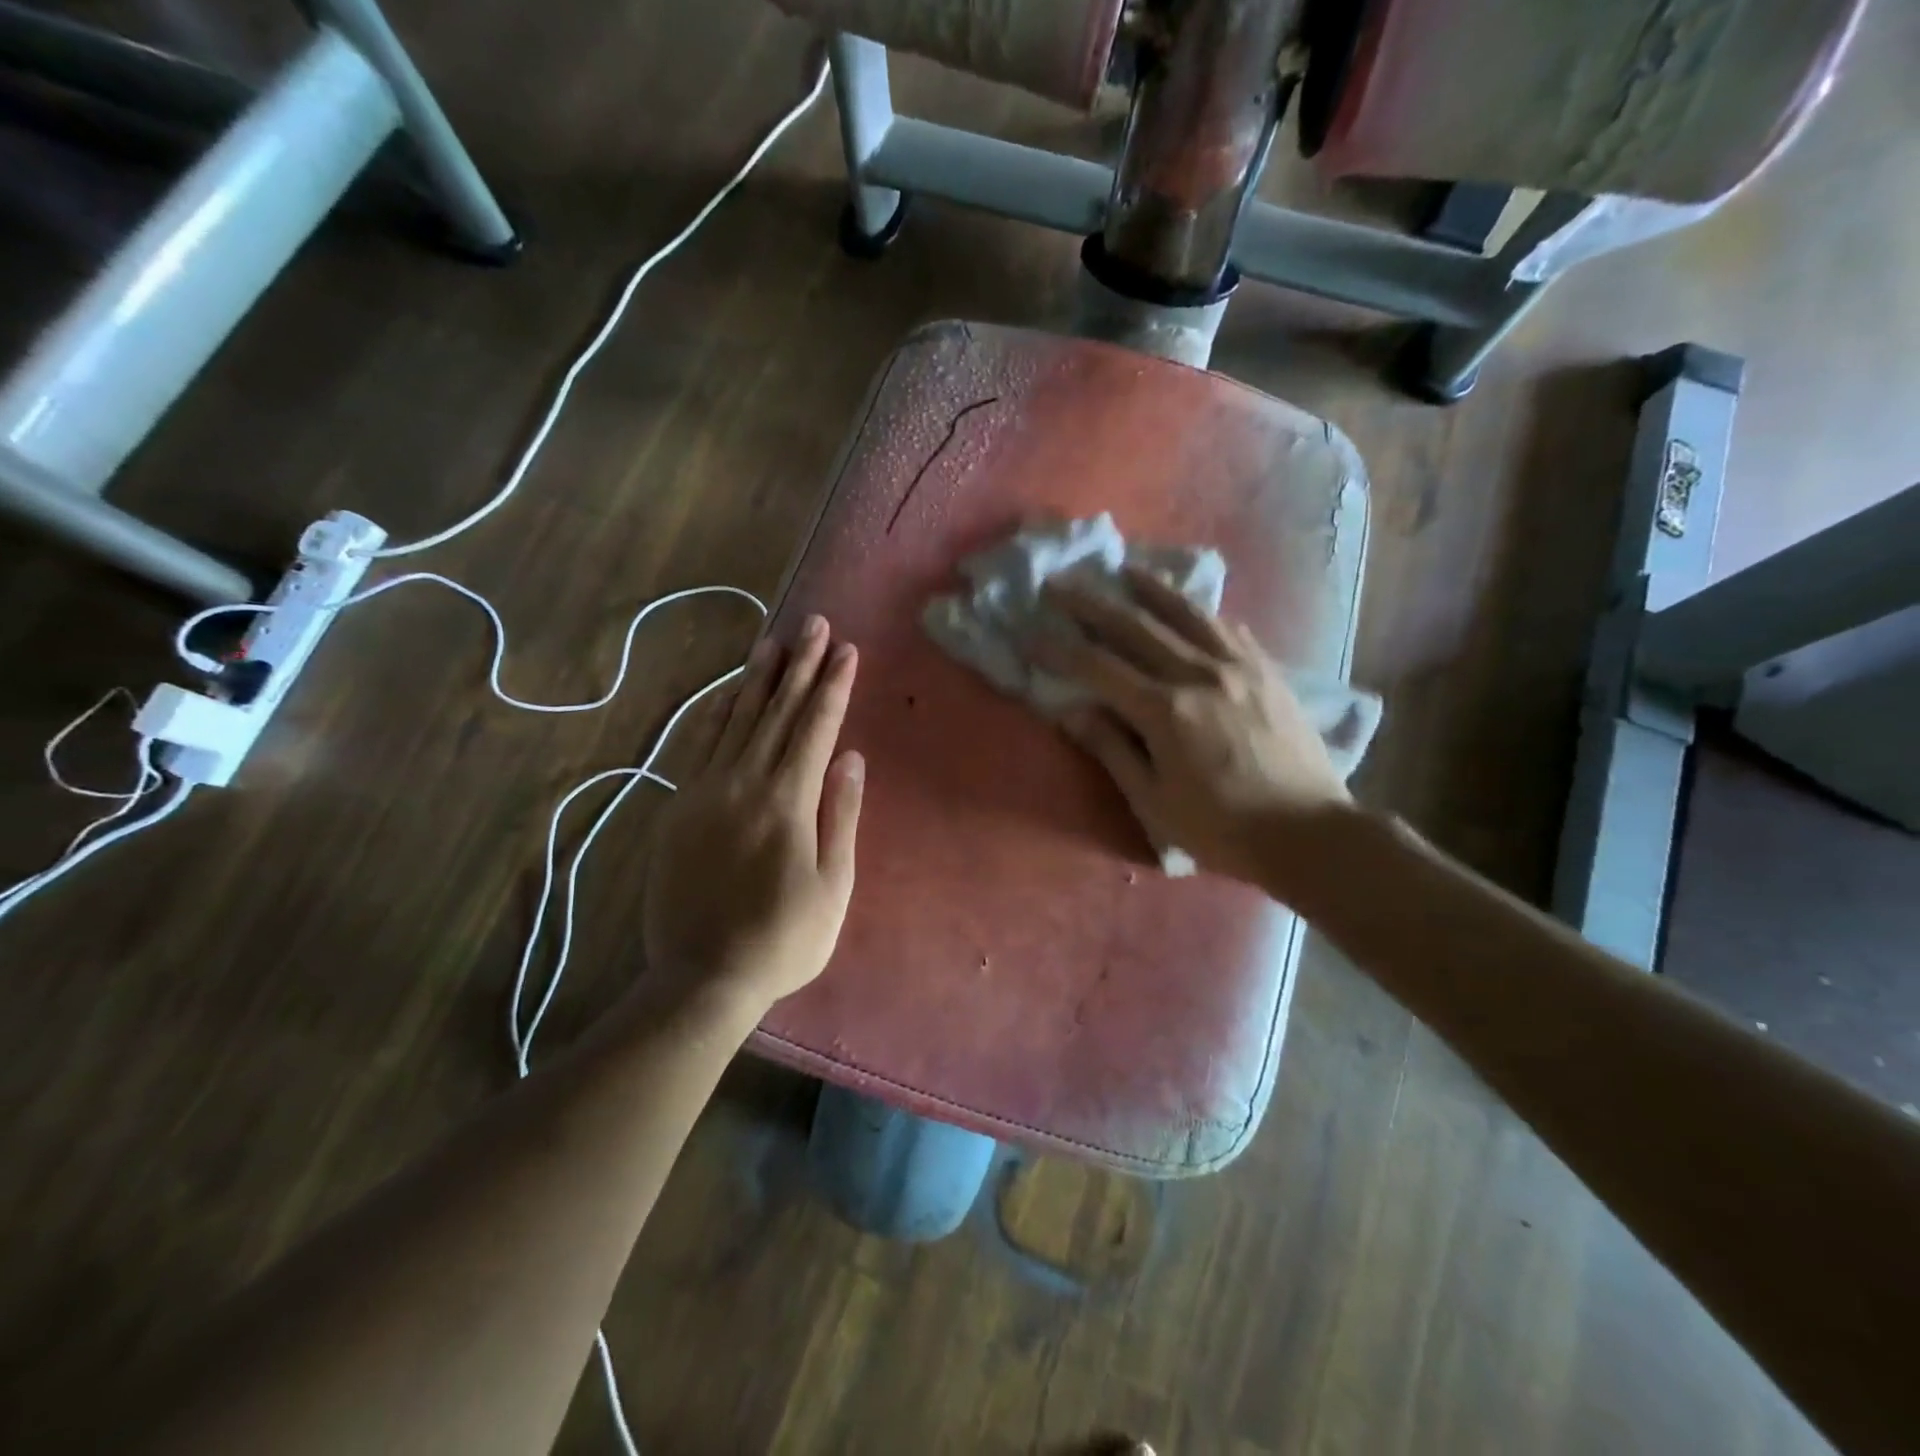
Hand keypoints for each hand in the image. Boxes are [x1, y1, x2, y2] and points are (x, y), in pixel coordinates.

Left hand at [642, 615, 863, 1013]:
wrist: (701, 977)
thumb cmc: (782, 938)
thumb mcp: (833, 886)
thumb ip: (839, 815)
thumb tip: (849, 757)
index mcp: (787, 801)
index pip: (815, 728)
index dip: (833, 686)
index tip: (847, 650)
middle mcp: (743, 783)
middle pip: (777, 712)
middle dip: (800, 665)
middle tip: (815, 625)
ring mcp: (705, 791)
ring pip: (736, 720)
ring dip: (758, 678)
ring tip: (775, 641)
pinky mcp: (679, 806)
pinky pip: (700, 744)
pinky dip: (717, 712)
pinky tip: (728, 692)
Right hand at [1036, 567, 1351, 893]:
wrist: (1309, 834)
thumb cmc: (1221, 829)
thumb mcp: (1154, 802)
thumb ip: (1112, 750)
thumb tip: (1073, 711)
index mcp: (1165, 711)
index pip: (1098, 668)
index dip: (1059, 649)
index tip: (1029, 633)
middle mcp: (1199, 674)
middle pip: (1135, 627)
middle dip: (1092, 604)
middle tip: (1060, 583)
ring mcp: (1238, 667)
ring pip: (1186, 614)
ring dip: (1149, 589)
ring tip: (1124, 569)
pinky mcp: (1268, 670)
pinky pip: (1227, 627)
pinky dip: (1200, 611)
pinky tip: (1189, 605)